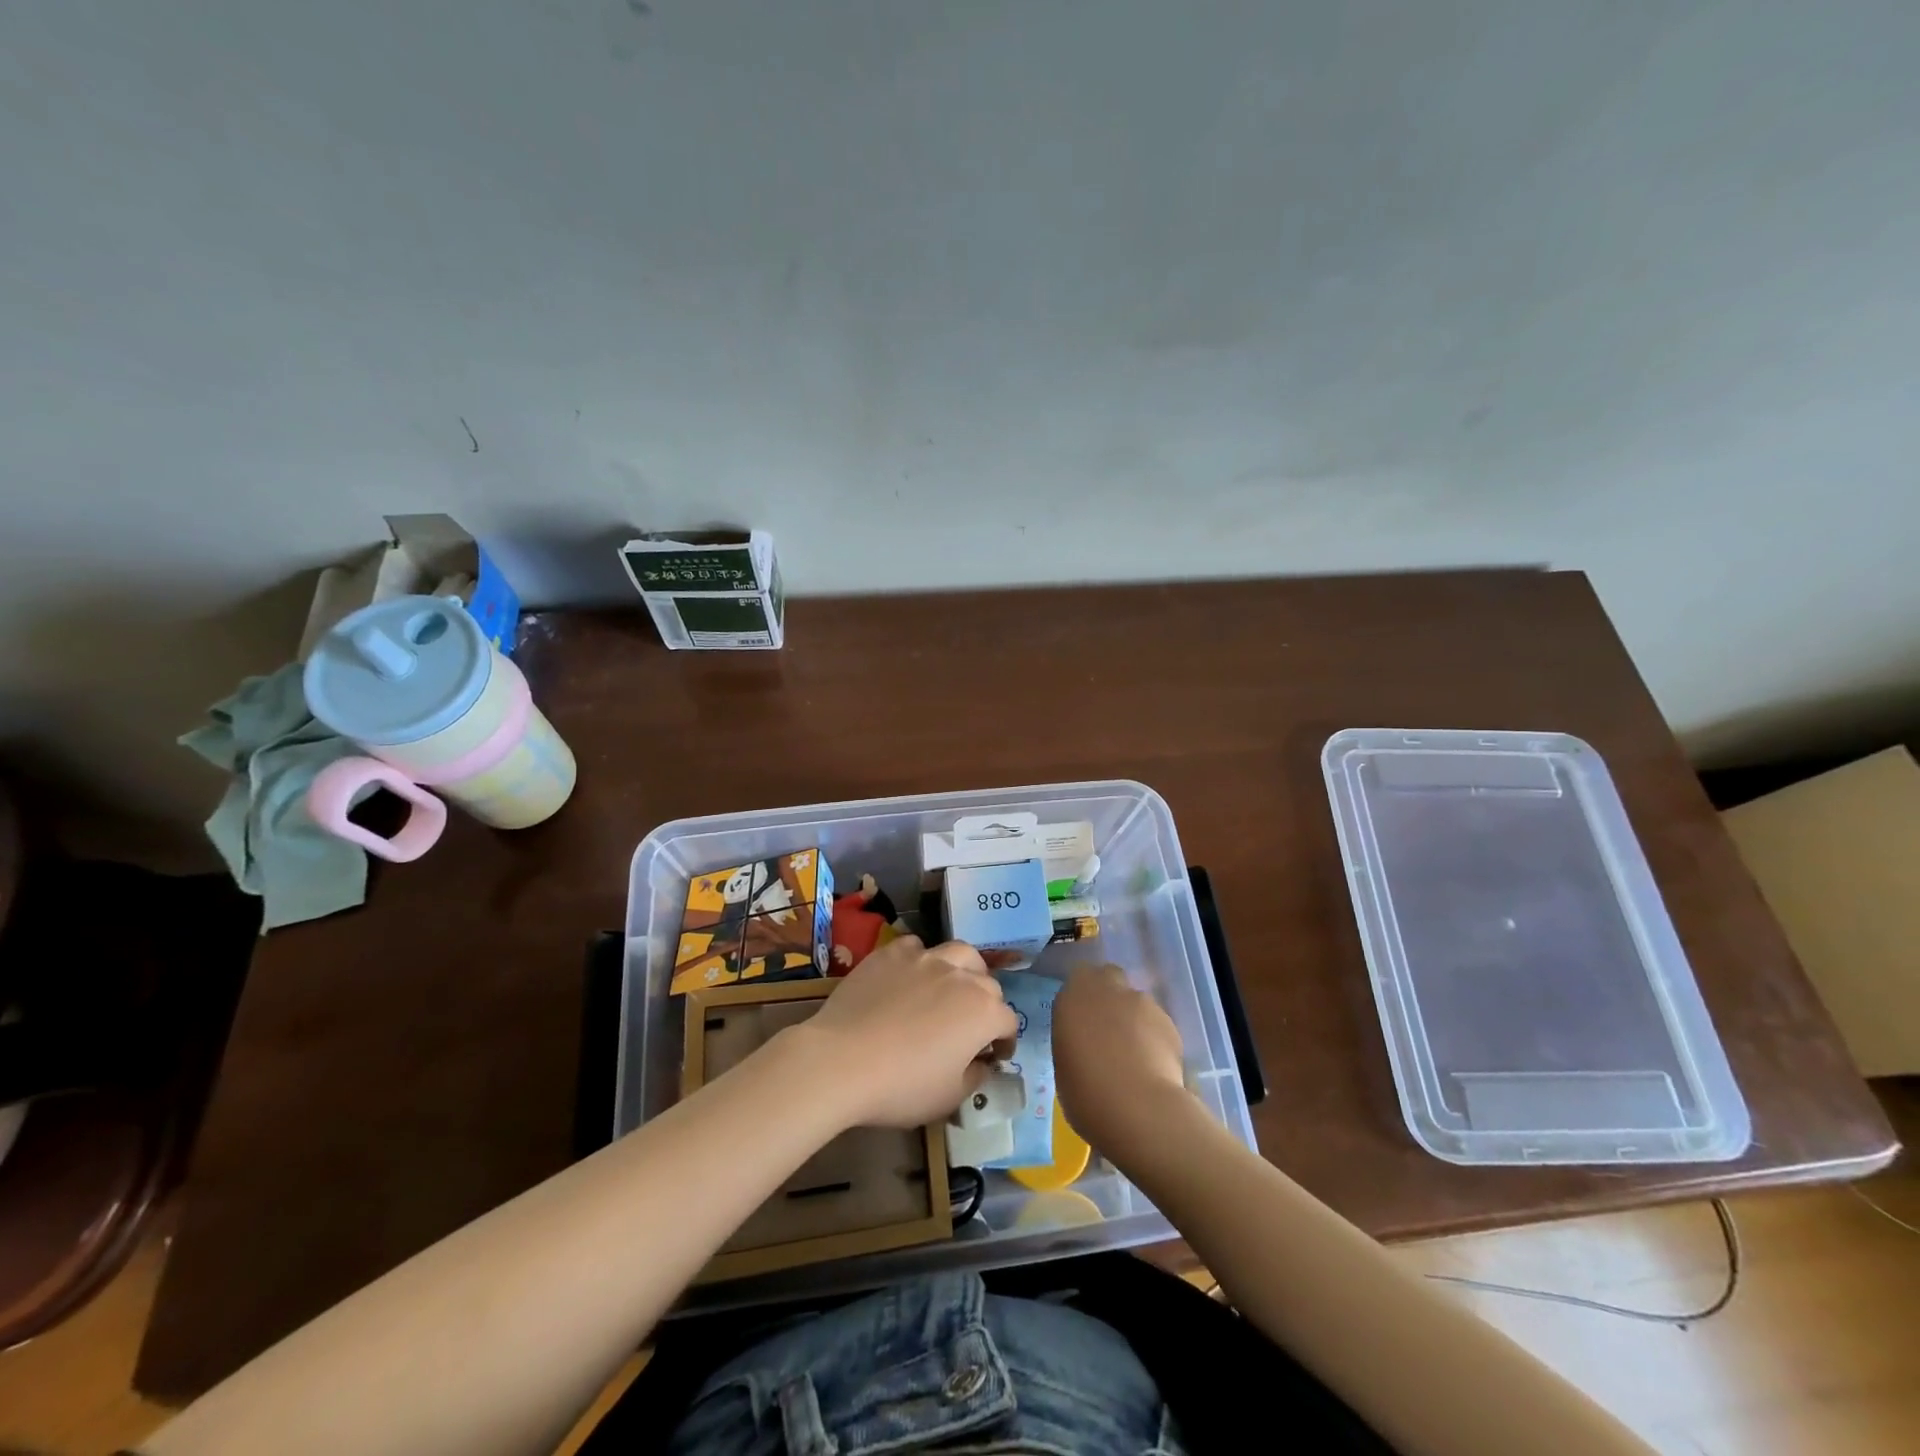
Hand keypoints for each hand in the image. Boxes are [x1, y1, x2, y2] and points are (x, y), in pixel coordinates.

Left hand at [793, 936, 1017, 1129]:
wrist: (842, 1060)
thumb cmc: (901, 1086)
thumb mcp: (949, 1098)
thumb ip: (975, 1076)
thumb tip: (982, 1062)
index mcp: (983, 1012)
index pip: (1008, 1021)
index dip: (1004, 1040)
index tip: (994, 1055)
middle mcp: (961, 976)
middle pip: (988, 983)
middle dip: (987, 1004)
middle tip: (971, 1025)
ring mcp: (925, 958)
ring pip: (959, 952)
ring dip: (964, 969)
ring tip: (951, 986)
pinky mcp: (892, 952)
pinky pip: (916, 947)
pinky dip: (921, 959)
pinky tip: (910, 976)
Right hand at [1055, 964, 1188, 1157]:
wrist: (1139, 1109)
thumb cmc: (1087, 1095)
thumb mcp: (1064, 1069)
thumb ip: (1074, 1044)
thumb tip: (1086, 1047)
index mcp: (1073, 998)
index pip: (1078, 978)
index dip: (1082, 995)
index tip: (1081, 1019)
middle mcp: (1107, 990)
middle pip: (1109, 976)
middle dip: (1109, 995)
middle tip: (1107, 1029)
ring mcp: (1141, 1002)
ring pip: (1135, 1001)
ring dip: (1133, 1019)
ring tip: (1134, 1057)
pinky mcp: (1168, 1022)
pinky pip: (1156, 1023)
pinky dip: (1154, 1038)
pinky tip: (1153, 1067)